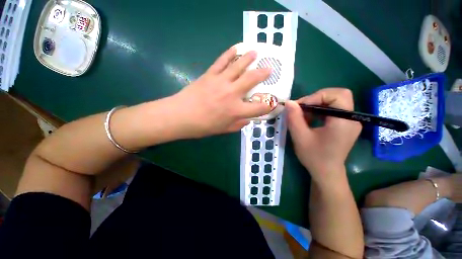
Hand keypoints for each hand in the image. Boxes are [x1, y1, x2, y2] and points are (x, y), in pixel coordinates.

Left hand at [171, 45, 271, 137]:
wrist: (180, 116)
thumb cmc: (203, 126)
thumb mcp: (223, 130)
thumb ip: (238, 125)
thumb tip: (248, 119)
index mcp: (236, 111)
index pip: (259, 107)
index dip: (269, 105)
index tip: (274, 102)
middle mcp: (232, 94)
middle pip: (252, 79)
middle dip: (263, 73)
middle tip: (269, 69)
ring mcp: (221, 81)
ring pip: (238, 66)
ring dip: (249, 58)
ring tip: (256, 52)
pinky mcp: (210, 75)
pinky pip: (222, 61)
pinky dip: (230, 54)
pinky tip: (236, 48)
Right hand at [285, 88, 361, 184]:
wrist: (326, 173)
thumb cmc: (314, 157)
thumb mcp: (300, 137)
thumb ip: (294, 118)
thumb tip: (289, 102)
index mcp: (344, 122)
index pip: (338, 95)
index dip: (317, 96)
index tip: (300, 106)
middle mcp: (352, 119)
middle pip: (338, 95)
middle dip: (317, 98)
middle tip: (302, 108)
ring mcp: (350, 122)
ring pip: (335, 101)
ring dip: (317, 104)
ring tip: (303, 115)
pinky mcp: (345, 125)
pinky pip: (333, 110)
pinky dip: (320, 110)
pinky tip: (309, 119)